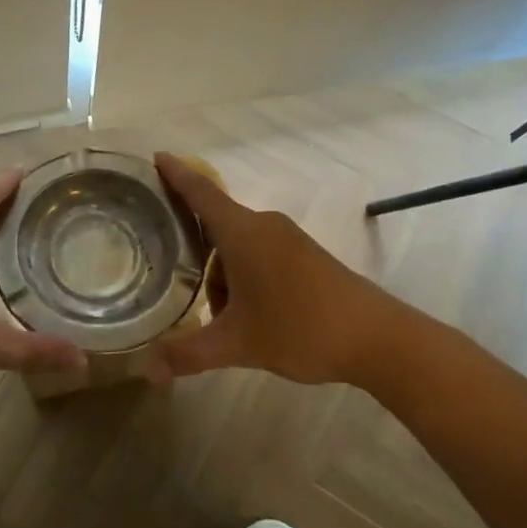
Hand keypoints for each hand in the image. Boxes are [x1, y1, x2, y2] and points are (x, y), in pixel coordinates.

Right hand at [153, 153, 425, 385]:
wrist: (377, 338)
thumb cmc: (300, 329)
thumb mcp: (237, 345)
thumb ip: (188, 354)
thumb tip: (149, 371)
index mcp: (242, 233)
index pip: (200, 192)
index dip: (176, 174)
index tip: (155, 156)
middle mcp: (263, 226)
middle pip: (216, 222)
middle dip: (192, 246)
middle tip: (168, 267)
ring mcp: (288, 239)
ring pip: (238, 244)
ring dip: (220, 272)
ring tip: (219, 317)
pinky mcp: (305, 255)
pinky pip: (259, 253)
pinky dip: (243, 274)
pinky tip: (248, 314)